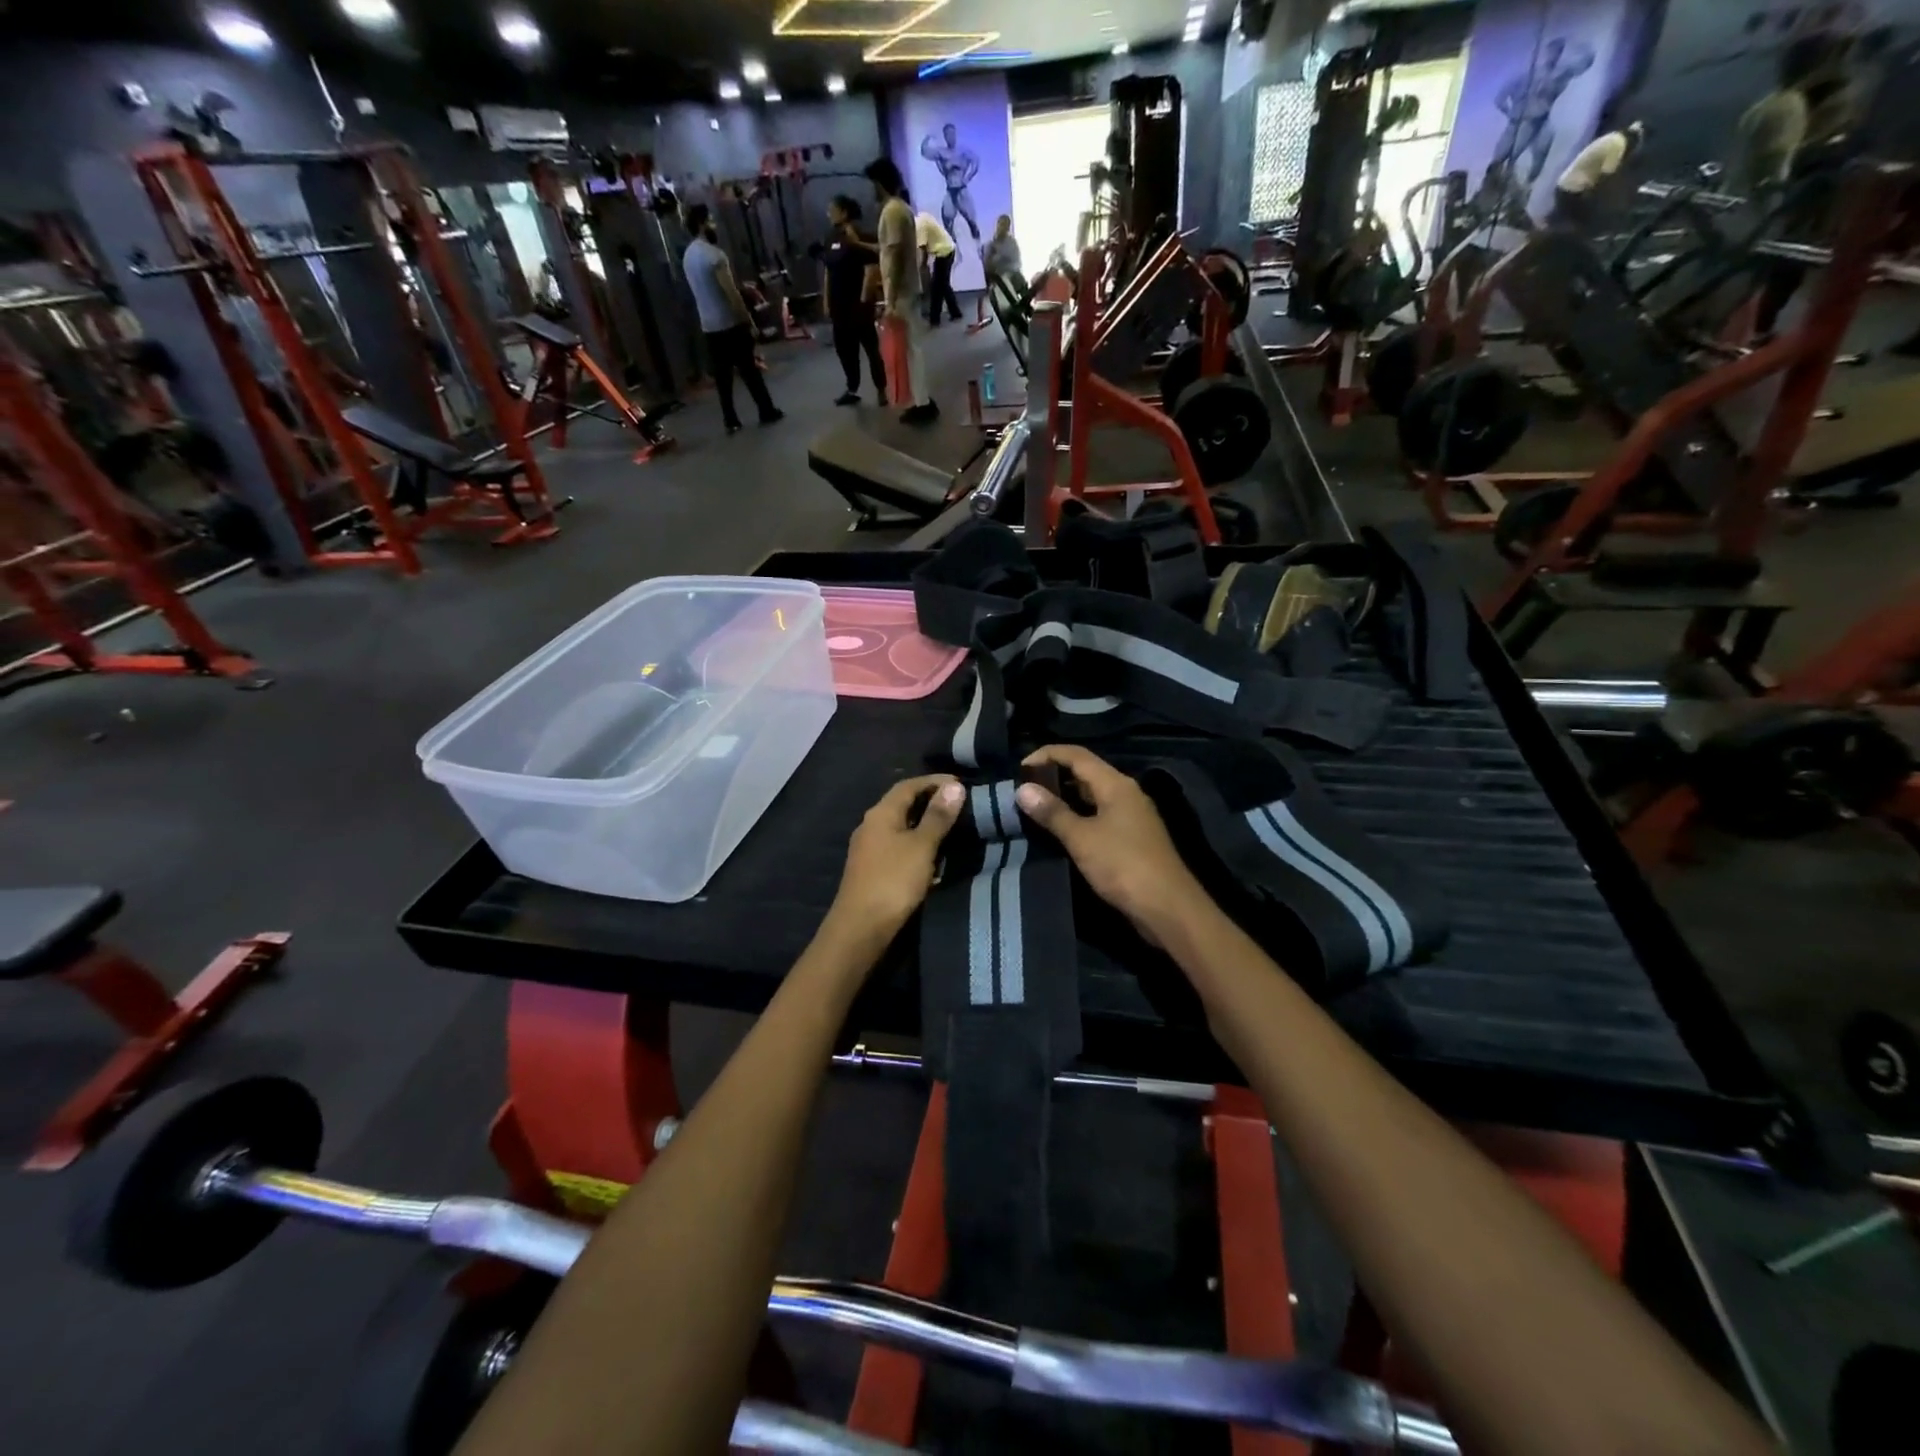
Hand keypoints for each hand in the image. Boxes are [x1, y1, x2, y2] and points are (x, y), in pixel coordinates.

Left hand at [827, 775, 964, 940]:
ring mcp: (868, 848)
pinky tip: (931, 853)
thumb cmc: (893, 881)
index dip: (934, 781)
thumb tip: (954, 786)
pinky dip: (916, 842)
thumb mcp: (922, 846)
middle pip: (901, 803)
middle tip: (958, 804)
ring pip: (899, 825)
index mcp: (881, 813)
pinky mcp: (871, 869)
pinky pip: (897, 844)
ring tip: (950, 827)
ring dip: (923, 822)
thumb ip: (938, 816)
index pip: (908, 785)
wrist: (860, 928)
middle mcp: (870, 825)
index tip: (960, 783)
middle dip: (929, 800)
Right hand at [1015, 746, 1211, 944]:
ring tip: (1033, 808)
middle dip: (1052, 776)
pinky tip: (1058, 830)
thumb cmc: (1123, 865)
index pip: (1076, 754)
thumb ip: (1052, 812)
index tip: (1018, 769)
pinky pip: (1097, 816)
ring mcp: (1129, 816)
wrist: (1168, 908)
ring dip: (1063, 798)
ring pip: (1090, 796)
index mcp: (1116, 784)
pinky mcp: (1130, 838)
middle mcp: (1125, 793)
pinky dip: (1076, 817)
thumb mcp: (1082, 838)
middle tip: (1021, 790)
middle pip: (1084, 772)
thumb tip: (1022, 789)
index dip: (1046, 754)